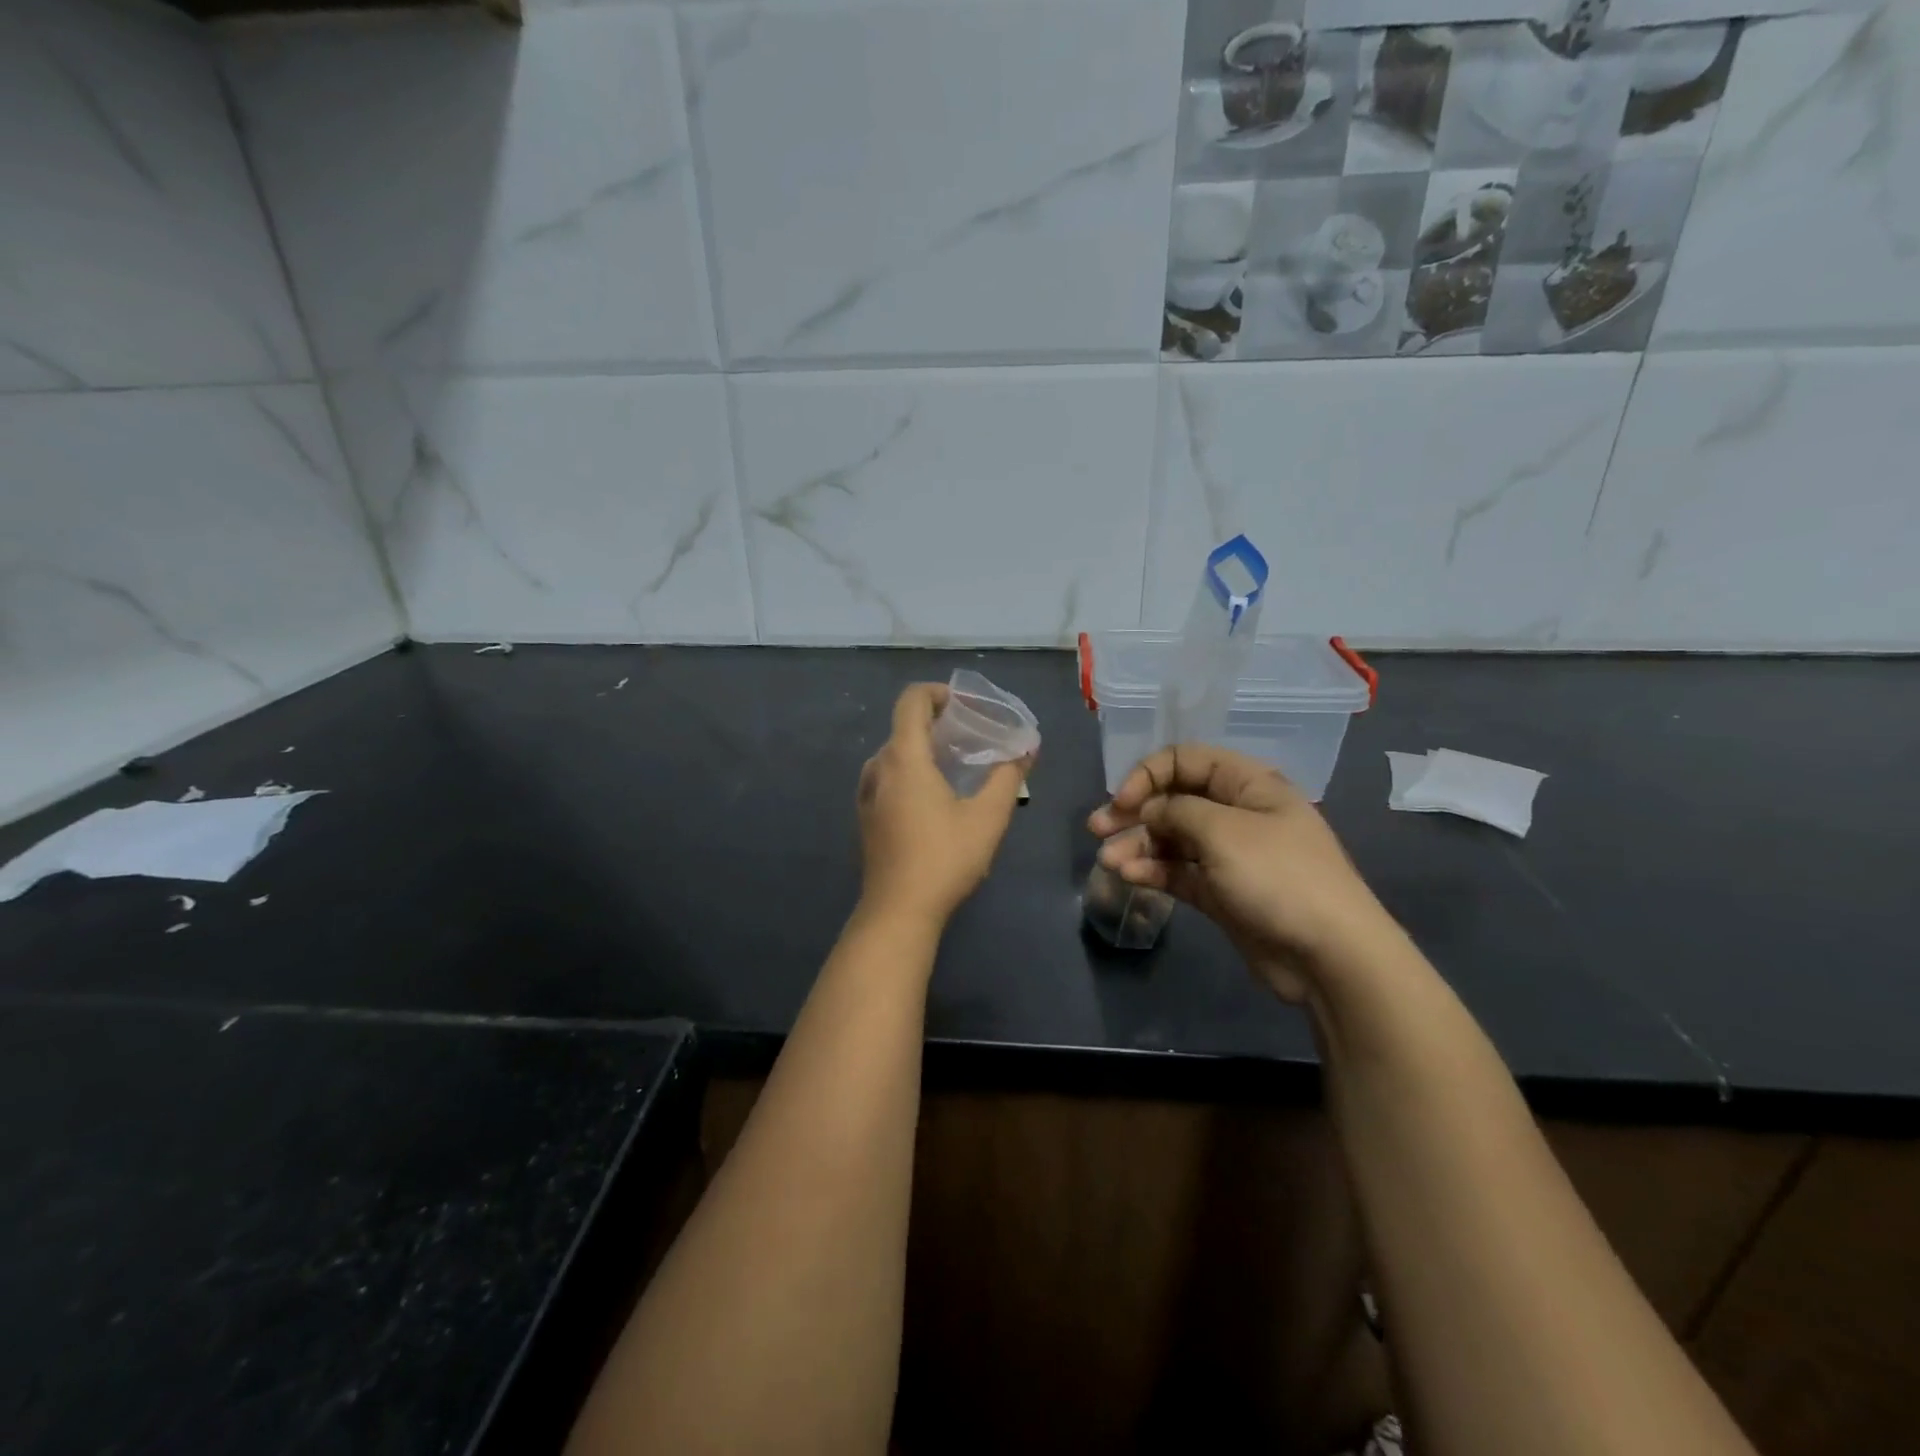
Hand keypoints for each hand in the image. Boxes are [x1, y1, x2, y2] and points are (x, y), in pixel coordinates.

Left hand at [856, 683, 1029, 928]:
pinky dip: (912, 772)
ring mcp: (867, 793)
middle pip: (905, 727)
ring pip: (896, 754)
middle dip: (939, 723)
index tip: (966, 706)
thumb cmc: (944, 858)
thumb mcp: (988, 817)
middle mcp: (879, 767)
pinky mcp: (866, 817)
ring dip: (925, 749)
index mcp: (903, 757)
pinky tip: (935, 797)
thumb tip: (1027, 749)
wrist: (898, 911)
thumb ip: (1008, 777)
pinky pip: (889, 777)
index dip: (938, 693)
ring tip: (958, 766)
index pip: (912, 700)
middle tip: (974, 737)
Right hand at [1088, 745, 1392, 1002]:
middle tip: (1098, 828)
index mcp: (1247, 785)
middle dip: (1134, 811)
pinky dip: (1153, 871)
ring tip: (1108, 862)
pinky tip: (1129, 876)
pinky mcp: (1222, 892)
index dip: (1149, 774)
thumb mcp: (1223, 831)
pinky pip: (1179, 872)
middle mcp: (1236, 813)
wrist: (1330, 955)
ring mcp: (1229, 855)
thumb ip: (1176, 811)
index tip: (1123, 800)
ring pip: (1172, 839)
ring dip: (1137, 845)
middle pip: (1174, 800)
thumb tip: (1148, 810)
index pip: (1186, 760)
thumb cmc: (1278, 877)